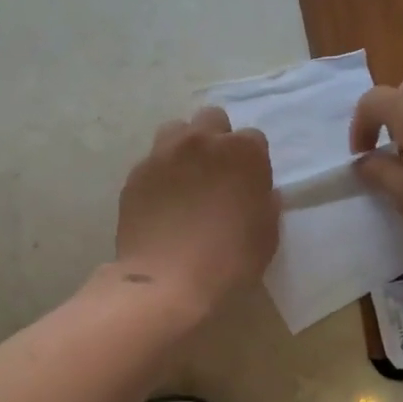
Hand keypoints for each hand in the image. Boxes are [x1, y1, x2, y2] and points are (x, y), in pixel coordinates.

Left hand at [114, 107, 278, 315]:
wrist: (166, 281)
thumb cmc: (228, 261)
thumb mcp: (266, 237)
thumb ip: (266, 205)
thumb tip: (262, 193)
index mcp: (241, 152)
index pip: (253, 139)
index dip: (251, 161)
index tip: (247, 184)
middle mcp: (201, 141)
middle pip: (212, 120)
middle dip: (217, 139)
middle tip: (216, 173)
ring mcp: (163, 154)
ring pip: (176, 131)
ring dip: (185, 147)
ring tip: (185, 178)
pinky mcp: (136, 173)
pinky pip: (152, 161)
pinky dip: (160, 173)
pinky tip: (162, 200)